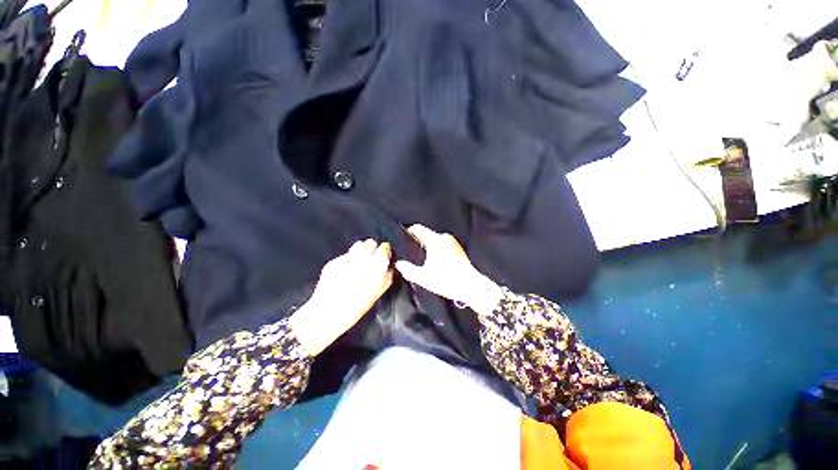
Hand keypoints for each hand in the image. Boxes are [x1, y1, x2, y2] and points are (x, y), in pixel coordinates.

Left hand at [290, 240, 393, 355]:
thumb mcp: (377, 294)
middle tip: (373, 259)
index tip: (385, 255)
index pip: (383, 248)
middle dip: (373, 249)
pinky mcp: (333, 261)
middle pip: (370, 243)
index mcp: (374, 267)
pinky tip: (347, 271)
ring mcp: (345, 259)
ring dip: (362, 251)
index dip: (385, 251)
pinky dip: (350, 260)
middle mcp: (360, 259)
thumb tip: (389, 266)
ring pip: (358, 246)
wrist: (326, 314)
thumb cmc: (356, 308)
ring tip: (360, 262)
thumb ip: (386, 277)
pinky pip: (346, 255)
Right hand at [395, 225, 502, 316]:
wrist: (471, 286)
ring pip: (434, 240)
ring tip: (421, 258)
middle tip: (410, 252)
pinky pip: (442, 244)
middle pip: (426, 234)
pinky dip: (436, 249)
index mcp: (435, 240)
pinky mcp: (458, 248)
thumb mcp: (424, 277)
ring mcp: (452, 242)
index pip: (418, 228)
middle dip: (417, 241)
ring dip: (427, 246)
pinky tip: (434, 261)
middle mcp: (444, 237)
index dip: (408, 231)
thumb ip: (408, 270)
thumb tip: (399, 264)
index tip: (402, 238)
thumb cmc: (447, 281)